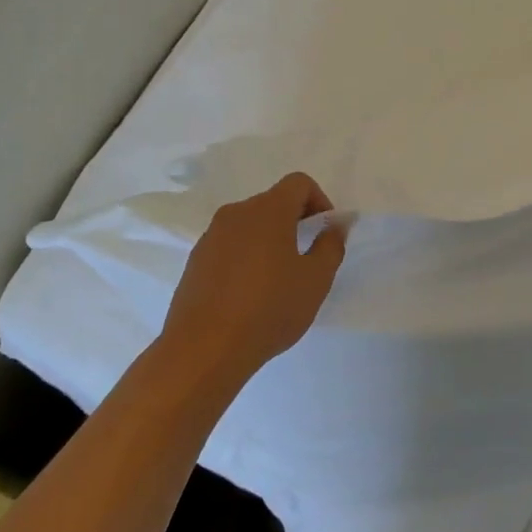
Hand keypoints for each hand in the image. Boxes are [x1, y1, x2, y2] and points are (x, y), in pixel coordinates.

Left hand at [159, 173, 347, 375]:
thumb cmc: (269, 308)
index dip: (319, 201)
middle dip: (295, 222)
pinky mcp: (195, 262)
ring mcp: (211, 237)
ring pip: (250, 226)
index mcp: (268, 210)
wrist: (204, 349)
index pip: (299, 183)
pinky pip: (229, 247)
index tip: (325, 233)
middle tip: (308, 259)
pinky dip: (246, 258)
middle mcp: (236, 213)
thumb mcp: (316, 280)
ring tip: (279, 281)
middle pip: (273, 202)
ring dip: (270, 241)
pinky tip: (250, 295)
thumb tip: (335, 225)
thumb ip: (331, 245)